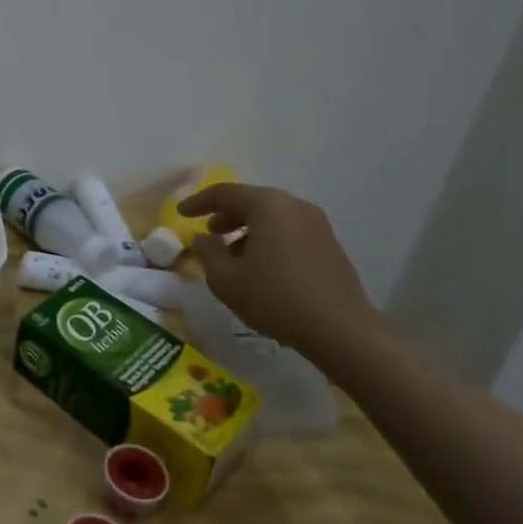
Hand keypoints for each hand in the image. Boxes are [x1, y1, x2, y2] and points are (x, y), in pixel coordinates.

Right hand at [180, 182, 380, 359]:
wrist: (342, 330)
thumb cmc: (276, 299)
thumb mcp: (226, 279)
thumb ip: (207, 253)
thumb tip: (203, 239)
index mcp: (268, 205)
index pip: (224, 193)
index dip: (198, 202)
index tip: (180, 213)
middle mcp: (294, 206)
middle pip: (251, 201)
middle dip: (226, 215)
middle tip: (209, 233)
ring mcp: (317, 224)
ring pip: (272, 217)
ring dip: (247, 230)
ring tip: (233, 255)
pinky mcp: (329, 245)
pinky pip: (289, 231)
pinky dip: (269, 239)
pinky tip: (261, 267)